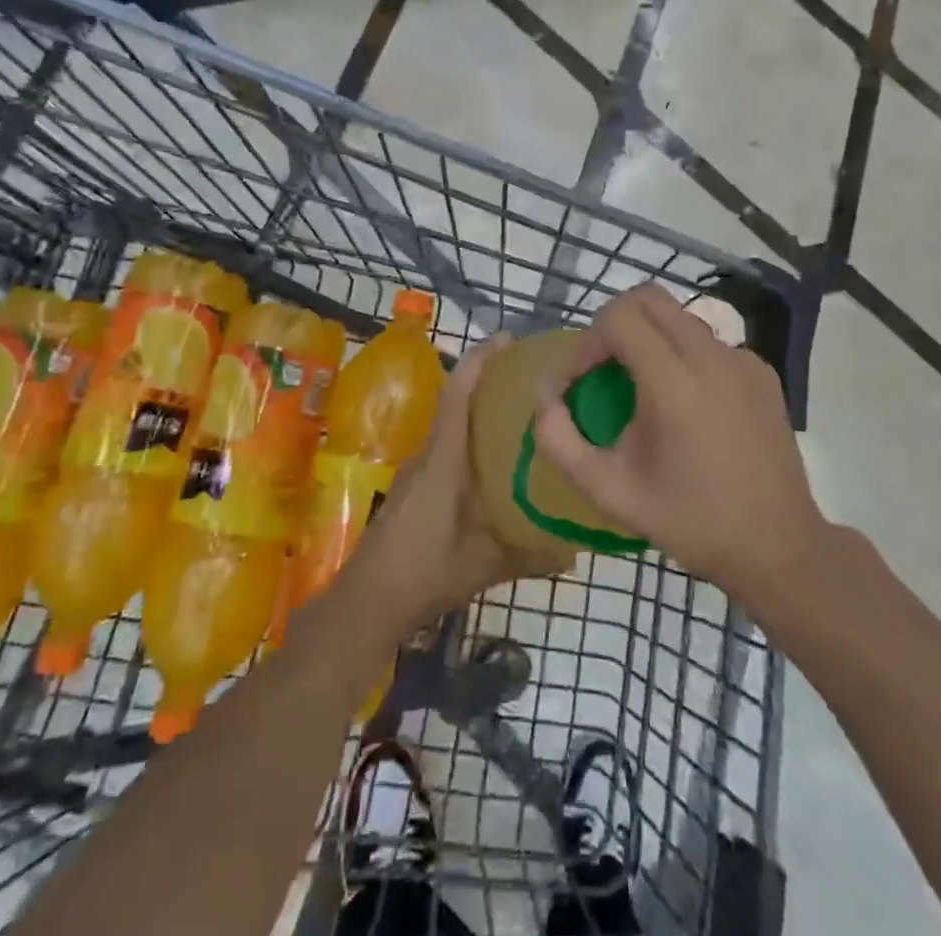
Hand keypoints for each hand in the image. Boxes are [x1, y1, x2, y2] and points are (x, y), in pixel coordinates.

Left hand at [350, 336, 574, 632]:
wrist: (366, 601)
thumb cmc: (424, 572)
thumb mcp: (483, 565)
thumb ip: (529, 556)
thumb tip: (574, 554)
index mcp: (443, 460)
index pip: (459, 395)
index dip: (480, 361)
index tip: (507, 339)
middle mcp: (427, 455)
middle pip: (457, 403)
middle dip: (489, 382)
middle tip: (531, 379)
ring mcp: (416, 471)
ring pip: (452, 428)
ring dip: (479, 413)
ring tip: (520, 417)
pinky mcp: (413, 488)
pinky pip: (446, 449)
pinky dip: (469, 441)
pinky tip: (492, 464)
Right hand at [532, 283, 820, 597]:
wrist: (777, 546)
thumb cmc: (689, 520)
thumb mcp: (609, 491)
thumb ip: (560, 441)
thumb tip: (544, 399)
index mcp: (674, 382)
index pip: (618, 318)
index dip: (586, 343)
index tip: (578, 384)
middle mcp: (712, 356)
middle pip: (648, 298)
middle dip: (612, 325)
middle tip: (601, 370)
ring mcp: (743, 360)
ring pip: (679, 317)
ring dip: (648, 338)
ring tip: (640, 388)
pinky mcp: (762, 372)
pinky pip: (709, 343)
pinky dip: (683, 356)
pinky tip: (685, 404)